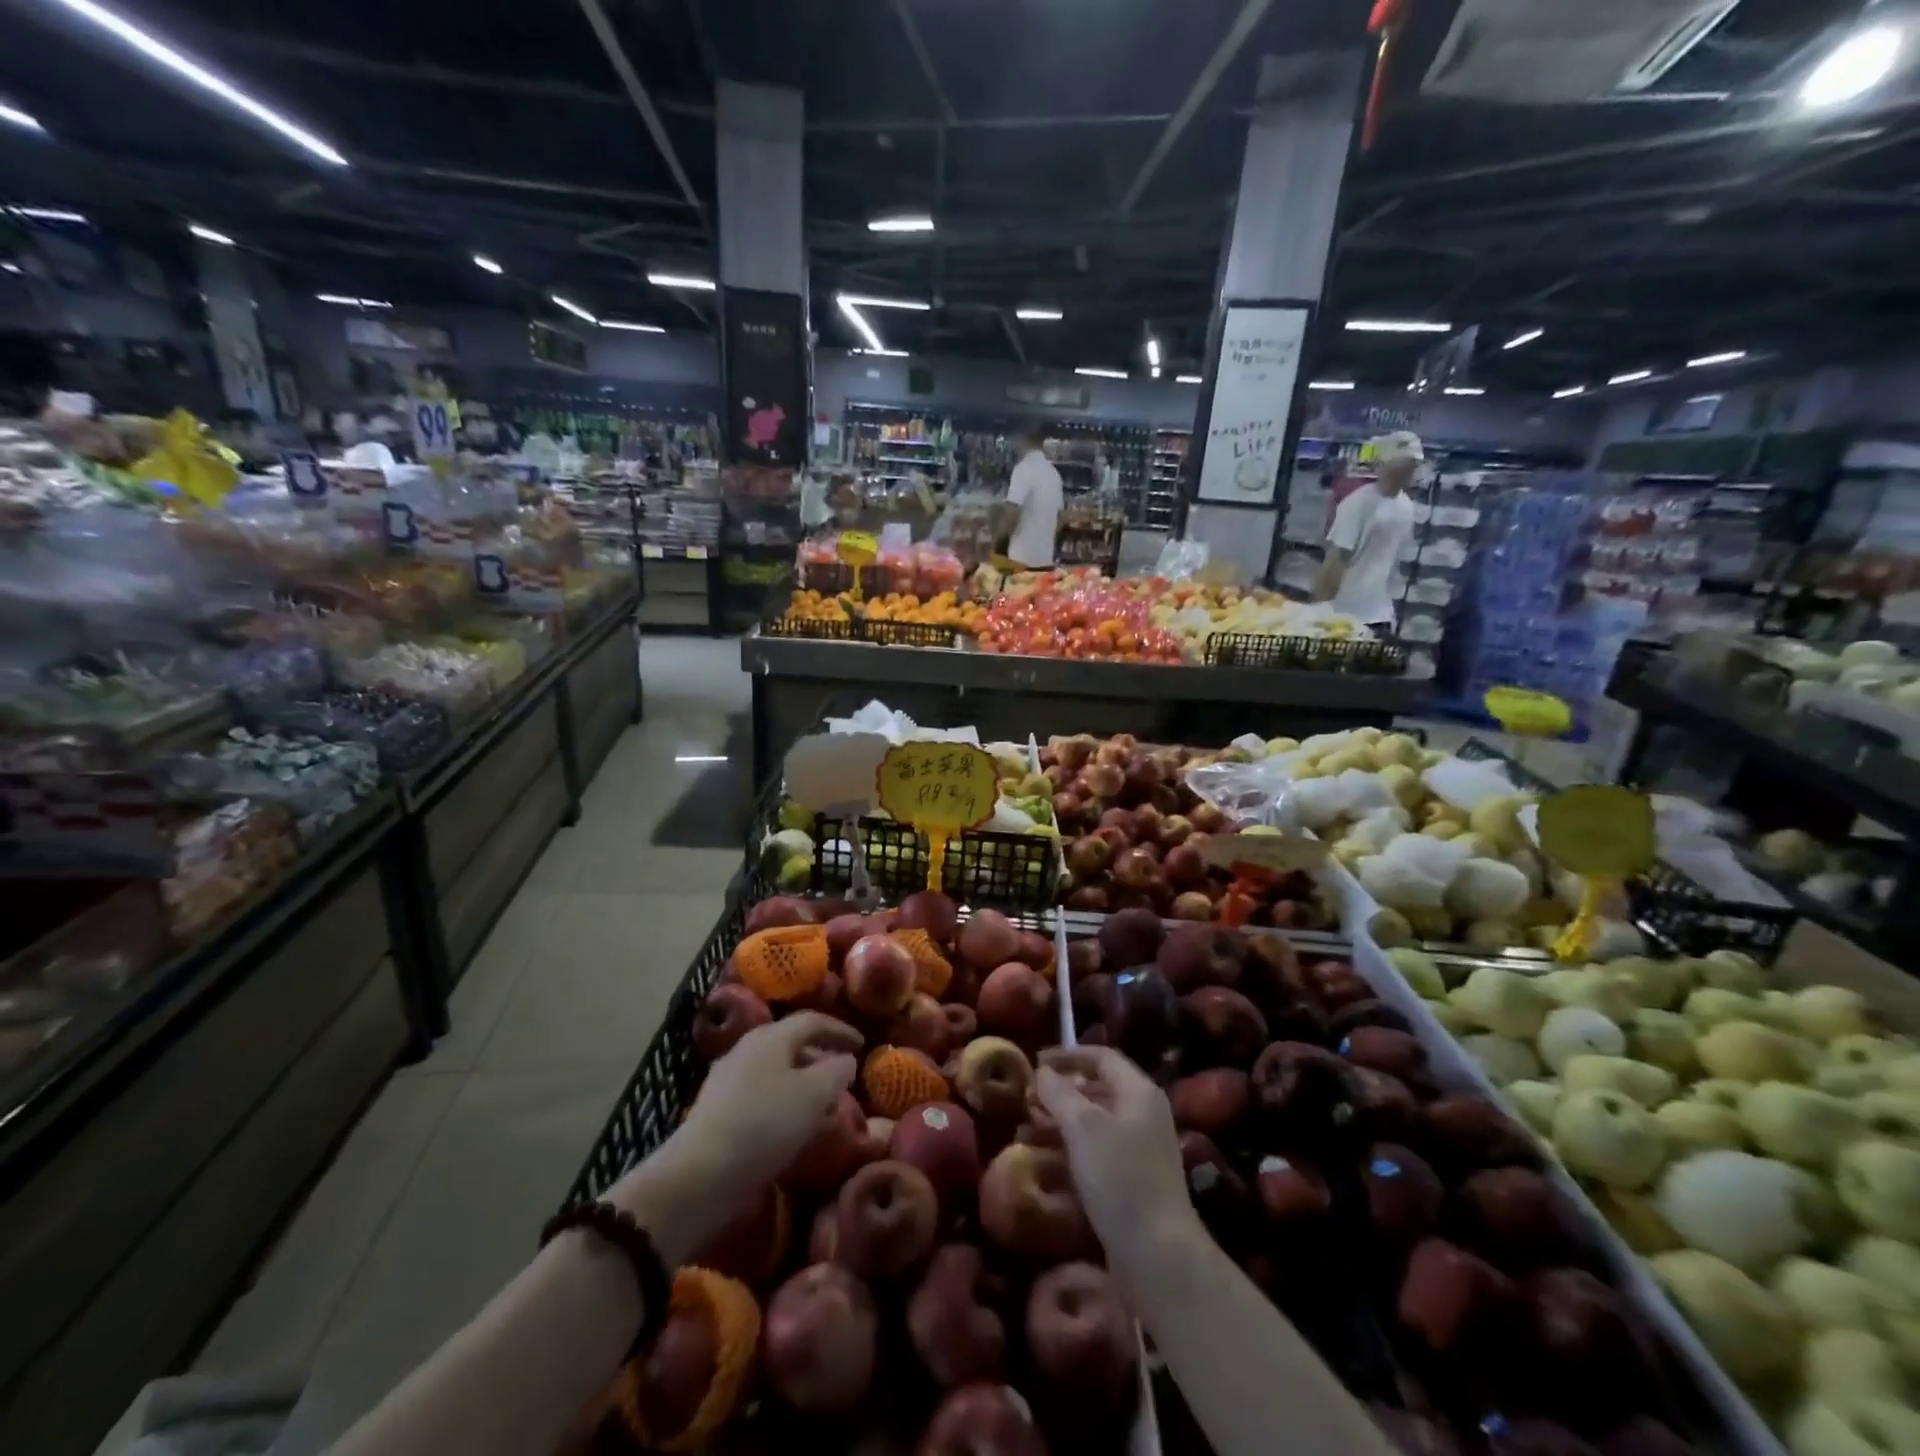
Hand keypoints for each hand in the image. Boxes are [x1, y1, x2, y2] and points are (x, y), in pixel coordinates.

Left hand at [604, 1014, 860, 1261]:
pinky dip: (782, 1103)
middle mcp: (746, 1049)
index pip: (812, 1020)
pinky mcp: (716, 1111)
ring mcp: (727, 1080)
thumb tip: (846, 1060)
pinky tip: (792, 1128)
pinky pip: (760, 1096)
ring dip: (802, 1083)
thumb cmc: (765, 1123)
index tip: (863, 1044)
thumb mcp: (815, 1094)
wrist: (700, 1174)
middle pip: (790, 1044)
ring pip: (775, 1071)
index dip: (840, 1030)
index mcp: (770, 1036)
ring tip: (822, 1105)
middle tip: (843, 1074)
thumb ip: (837, 1070)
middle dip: (820, 1056)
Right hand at [1034, 1046, 1198, 1266]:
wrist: (1158, 1256)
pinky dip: (1067, 1153)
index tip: (1035, 1061)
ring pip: (1091, 1126)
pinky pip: (1093, 1155)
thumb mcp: (1083, 1127)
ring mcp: (1138, 1151)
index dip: (1067, 1055)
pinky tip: (1039, 1165)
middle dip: (1058, 1093)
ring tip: (1023, 1134)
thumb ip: (1059, 1093)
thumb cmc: (1120, 1178)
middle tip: (1026, 1100)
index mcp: (1138, 1092)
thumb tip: (1043, 1071)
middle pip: (1095, 1091)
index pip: (1101, 1057)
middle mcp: (1142, 1115)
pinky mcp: (1130, 1183)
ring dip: (1057, 1126)